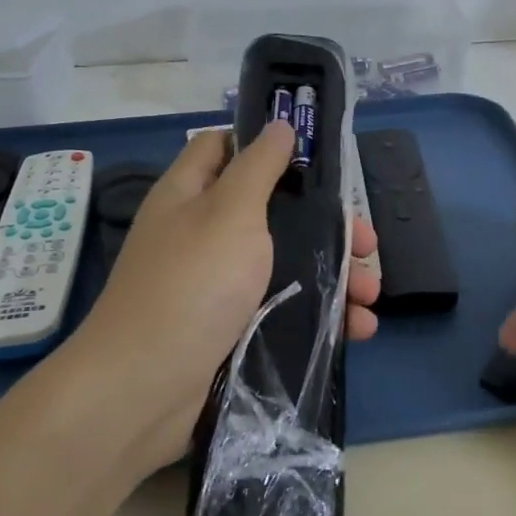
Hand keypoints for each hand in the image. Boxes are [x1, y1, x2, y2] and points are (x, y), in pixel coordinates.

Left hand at [69, 123, 378, 473]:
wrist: (145, 390)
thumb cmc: (192, 284)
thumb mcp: (230, 212)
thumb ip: (258, 167)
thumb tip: (278, 125)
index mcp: (190, 195)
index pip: (224, 148)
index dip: (266, 144)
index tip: (318, 158)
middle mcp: (201, 234)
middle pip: (272, 211)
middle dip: (325, 224)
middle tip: (366, 243)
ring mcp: (216, 286)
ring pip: (285, 264)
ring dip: (333, 275)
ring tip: (370, 295)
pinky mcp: (231, 329)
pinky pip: (283, 310)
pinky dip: (321, 315)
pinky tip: (357, 328)